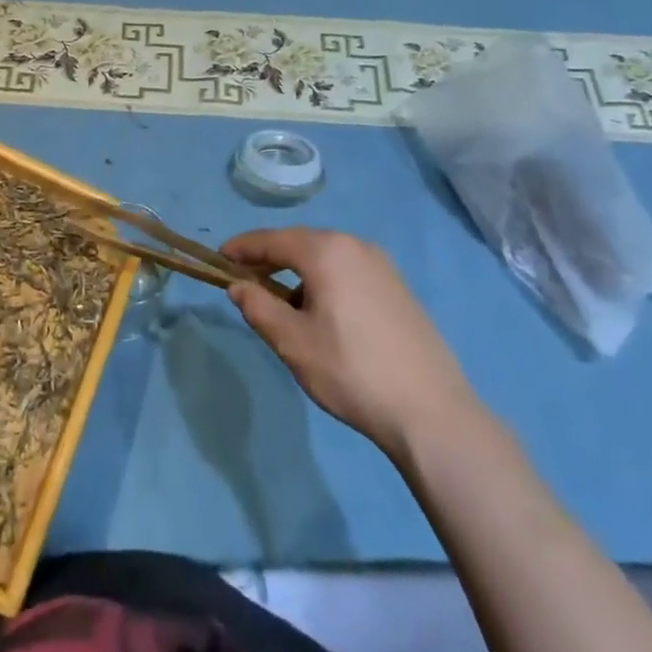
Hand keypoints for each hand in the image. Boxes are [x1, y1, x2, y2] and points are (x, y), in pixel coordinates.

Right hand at [224, 227, 471, 455]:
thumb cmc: (351, 371)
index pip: (272, 239)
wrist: (431, 412)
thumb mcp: (292, 342)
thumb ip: (259, 308)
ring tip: (284, 305)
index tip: (220, 257)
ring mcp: (383, 266)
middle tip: (247, 279)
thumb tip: (238, 286)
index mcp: (327, 251)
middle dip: (271, 259)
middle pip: (301, 244)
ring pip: (327, 258)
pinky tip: (324, 315)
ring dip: (300, 273)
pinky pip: (349, 272)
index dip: (243, 247)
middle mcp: (355, 246)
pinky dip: (326, 282)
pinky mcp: (399, 288)